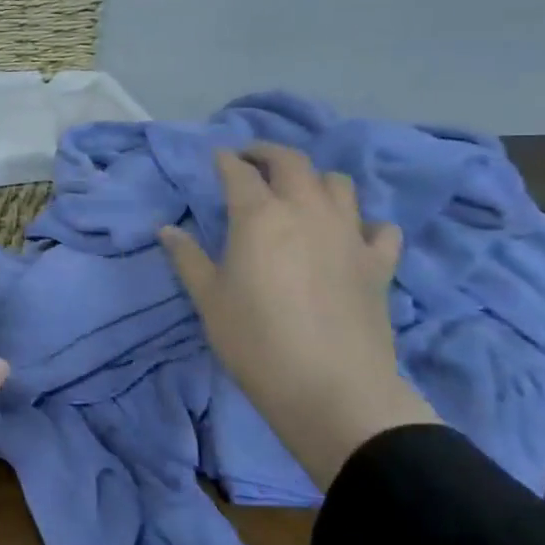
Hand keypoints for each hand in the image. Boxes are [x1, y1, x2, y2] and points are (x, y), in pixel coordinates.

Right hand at [159, 143, 439, 490]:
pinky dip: (365, 225)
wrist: (332, 390)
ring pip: (338, 184)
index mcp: (259, 215)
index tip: (217, 159)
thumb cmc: (256, 342)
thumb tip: (165, 230)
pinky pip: (380, 229)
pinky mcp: (378, 263)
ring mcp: (348, 234)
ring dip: (315, 180)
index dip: (225, 161)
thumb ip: (187, 258)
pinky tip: (352, 238)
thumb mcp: (209, 300)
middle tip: (252, 162)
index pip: (239, 172)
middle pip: (291, 161)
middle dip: (268, 153)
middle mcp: (306, 210)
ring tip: (300, 195)